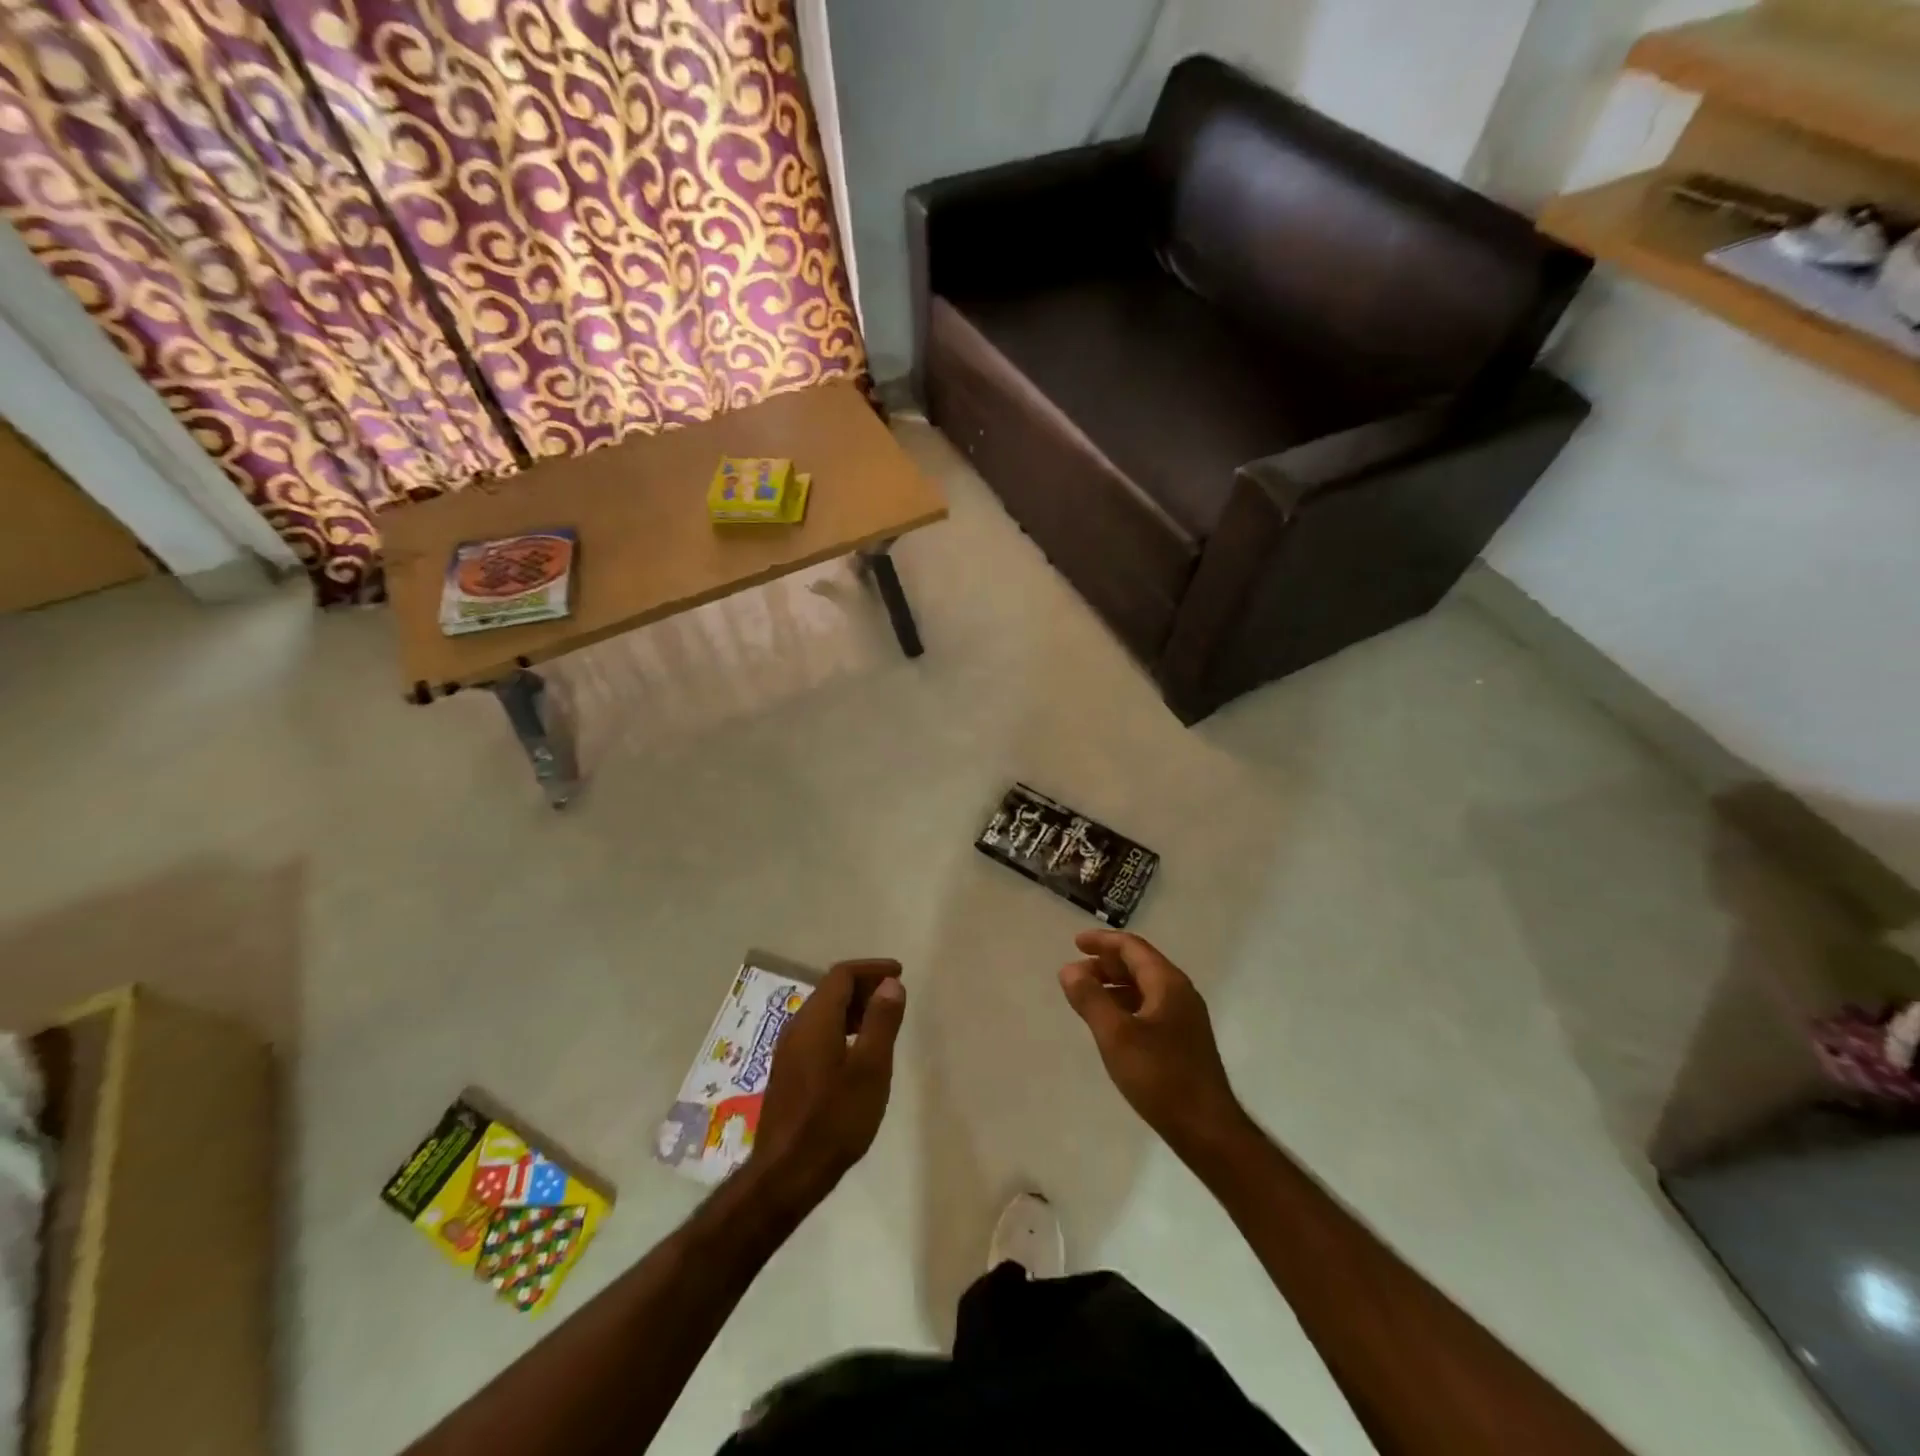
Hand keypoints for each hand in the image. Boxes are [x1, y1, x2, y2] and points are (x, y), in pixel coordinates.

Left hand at [751, 959, 905, 1208]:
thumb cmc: (834, 1119)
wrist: (786, 1174)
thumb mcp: (870, 1068)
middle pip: (830, 991)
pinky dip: (841, 1028)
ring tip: (881, 1022)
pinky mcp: (788, 1074)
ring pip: (823, 1013)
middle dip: (863, 986)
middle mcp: (797, 1027)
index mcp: (815, 1020)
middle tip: (894, 996)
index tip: (899, 973)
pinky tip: (857, 1053)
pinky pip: (817, 1033)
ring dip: (853, 1008)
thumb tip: (890, 984)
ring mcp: (788, 1052)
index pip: (842, 975)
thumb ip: (881, 1021)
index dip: (872, 969)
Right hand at [1060, 931, 1247, 1158]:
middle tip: (1075, 974)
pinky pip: (1150, 1007)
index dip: (1102, 942)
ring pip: (1144, 987)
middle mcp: (1180, 993)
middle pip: (1139, 964)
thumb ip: (1091, 999)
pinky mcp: (1184, 1040)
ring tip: (1087, 997)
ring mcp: (1185, 1017)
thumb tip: (1069, 969)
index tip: (1075, 943)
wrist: (1207, 1130)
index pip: (1132, 947)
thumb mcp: (1116, 1036)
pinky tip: (1111, 1024)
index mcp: (1168, 983)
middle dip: (1106, 964)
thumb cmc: (1160, 1077)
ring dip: (1115, 985)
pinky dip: (1126, 1005)